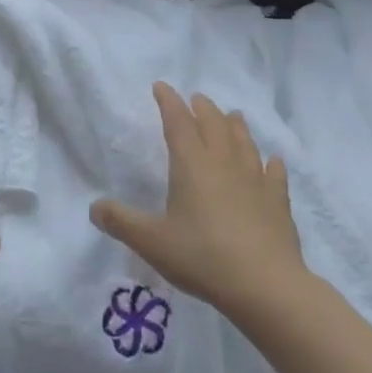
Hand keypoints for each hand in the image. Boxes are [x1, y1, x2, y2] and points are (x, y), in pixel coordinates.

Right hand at [90, 82, 304, 322]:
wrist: (266, 286)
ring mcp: (255, 179)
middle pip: (213, 123)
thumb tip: (94, 207)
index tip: (161, 86)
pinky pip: (274, 173)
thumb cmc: (203, 257)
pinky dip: (271, 163)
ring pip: (244, 141)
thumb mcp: (152, 242)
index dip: (168, 101)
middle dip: (202, 107)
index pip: (177, 121)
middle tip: (195, 99)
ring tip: (232, 116)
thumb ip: (121, 222)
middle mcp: (224, 162)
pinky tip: (272, 161)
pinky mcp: (278, 201)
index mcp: (191, 164)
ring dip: (235, 125)